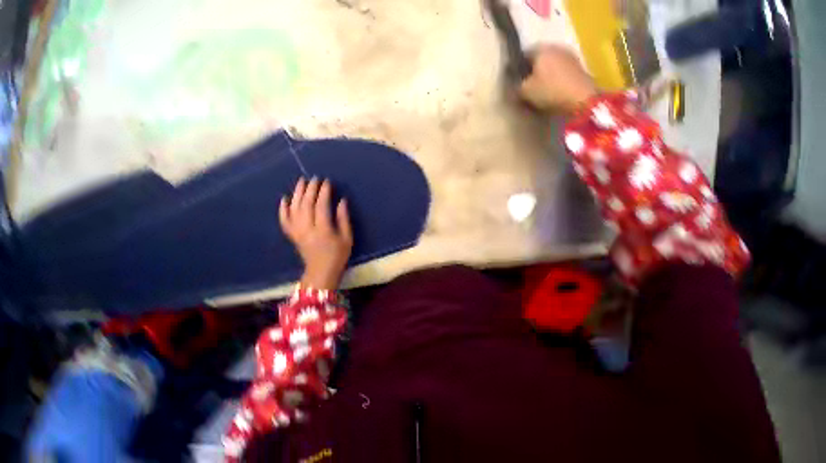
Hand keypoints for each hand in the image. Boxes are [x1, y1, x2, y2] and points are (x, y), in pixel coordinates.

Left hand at [279, 178, 352, 289]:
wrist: (321, 272)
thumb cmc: (338, 255)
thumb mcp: (347, 238)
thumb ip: (344, 219)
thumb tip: (342, 201)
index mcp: (323, 230)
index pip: (321, 206)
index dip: (324, 192)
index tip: (327, 182)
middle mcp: (307, 229)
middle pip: (306, 204)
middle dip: (310, 189)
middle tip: (315, 179)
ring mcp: (297, 232)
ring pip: (294, 209)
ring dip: (297, 194)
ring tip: (301, 182)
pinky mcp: (292, 235)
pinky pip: (284, 220)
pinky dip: (283, 209)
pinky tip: (285, 199)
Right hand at [519, 45, 597, 112]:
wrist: (581, 99)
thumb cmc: (549, 91)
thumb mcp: (525, 92)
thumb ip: (516, 85)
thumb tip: (514, 82)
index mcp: (541, 49)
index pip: (524, 53)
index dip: (517, 66)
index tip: (514, 79)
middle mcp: (556, 47)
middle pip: (539, 57)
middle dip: (532, 69)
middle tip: (526, 85)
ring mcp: (569, 55)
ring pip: (550, 63)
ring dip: (544, 73)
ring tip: (539, 89)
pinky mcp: (578, 66)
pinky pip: (560, 70)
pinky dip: (555, 77)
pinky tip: (552, 90)